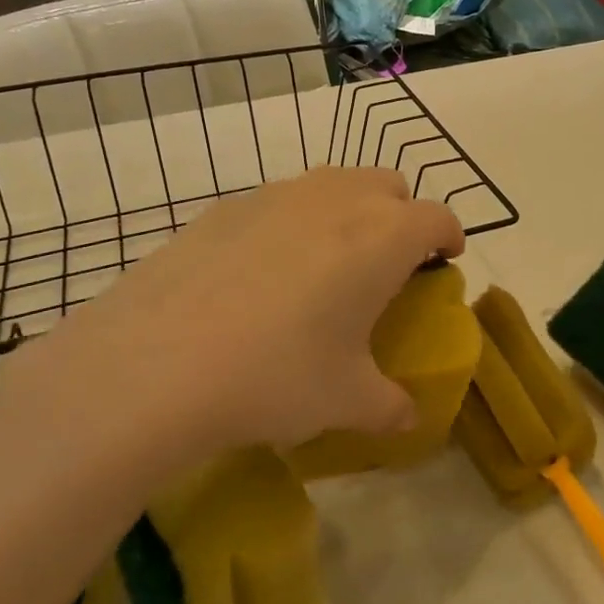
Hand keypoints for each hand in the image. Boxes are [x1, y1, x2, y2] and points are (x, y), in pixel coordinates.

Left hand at [24, 169, 464, 458]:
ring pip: (333, 184)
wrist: (154, 363)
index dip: (449, 237)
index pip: (437, 217)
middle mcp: (337, 198)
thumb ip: (390, 406)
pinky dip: (290, 224)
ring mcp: (277, 195)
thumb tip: (408, 419)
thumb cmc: (276, 375)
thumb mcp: (345, 401)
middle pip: (388, 185)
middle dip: (400, 216)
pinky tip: (260, 275)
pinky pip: (279, 202)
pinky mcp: (226, 206)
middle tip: (385, 266)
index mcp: (383, 236)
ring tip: (325, 266)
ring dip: (347, 212)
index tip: (444, 261)